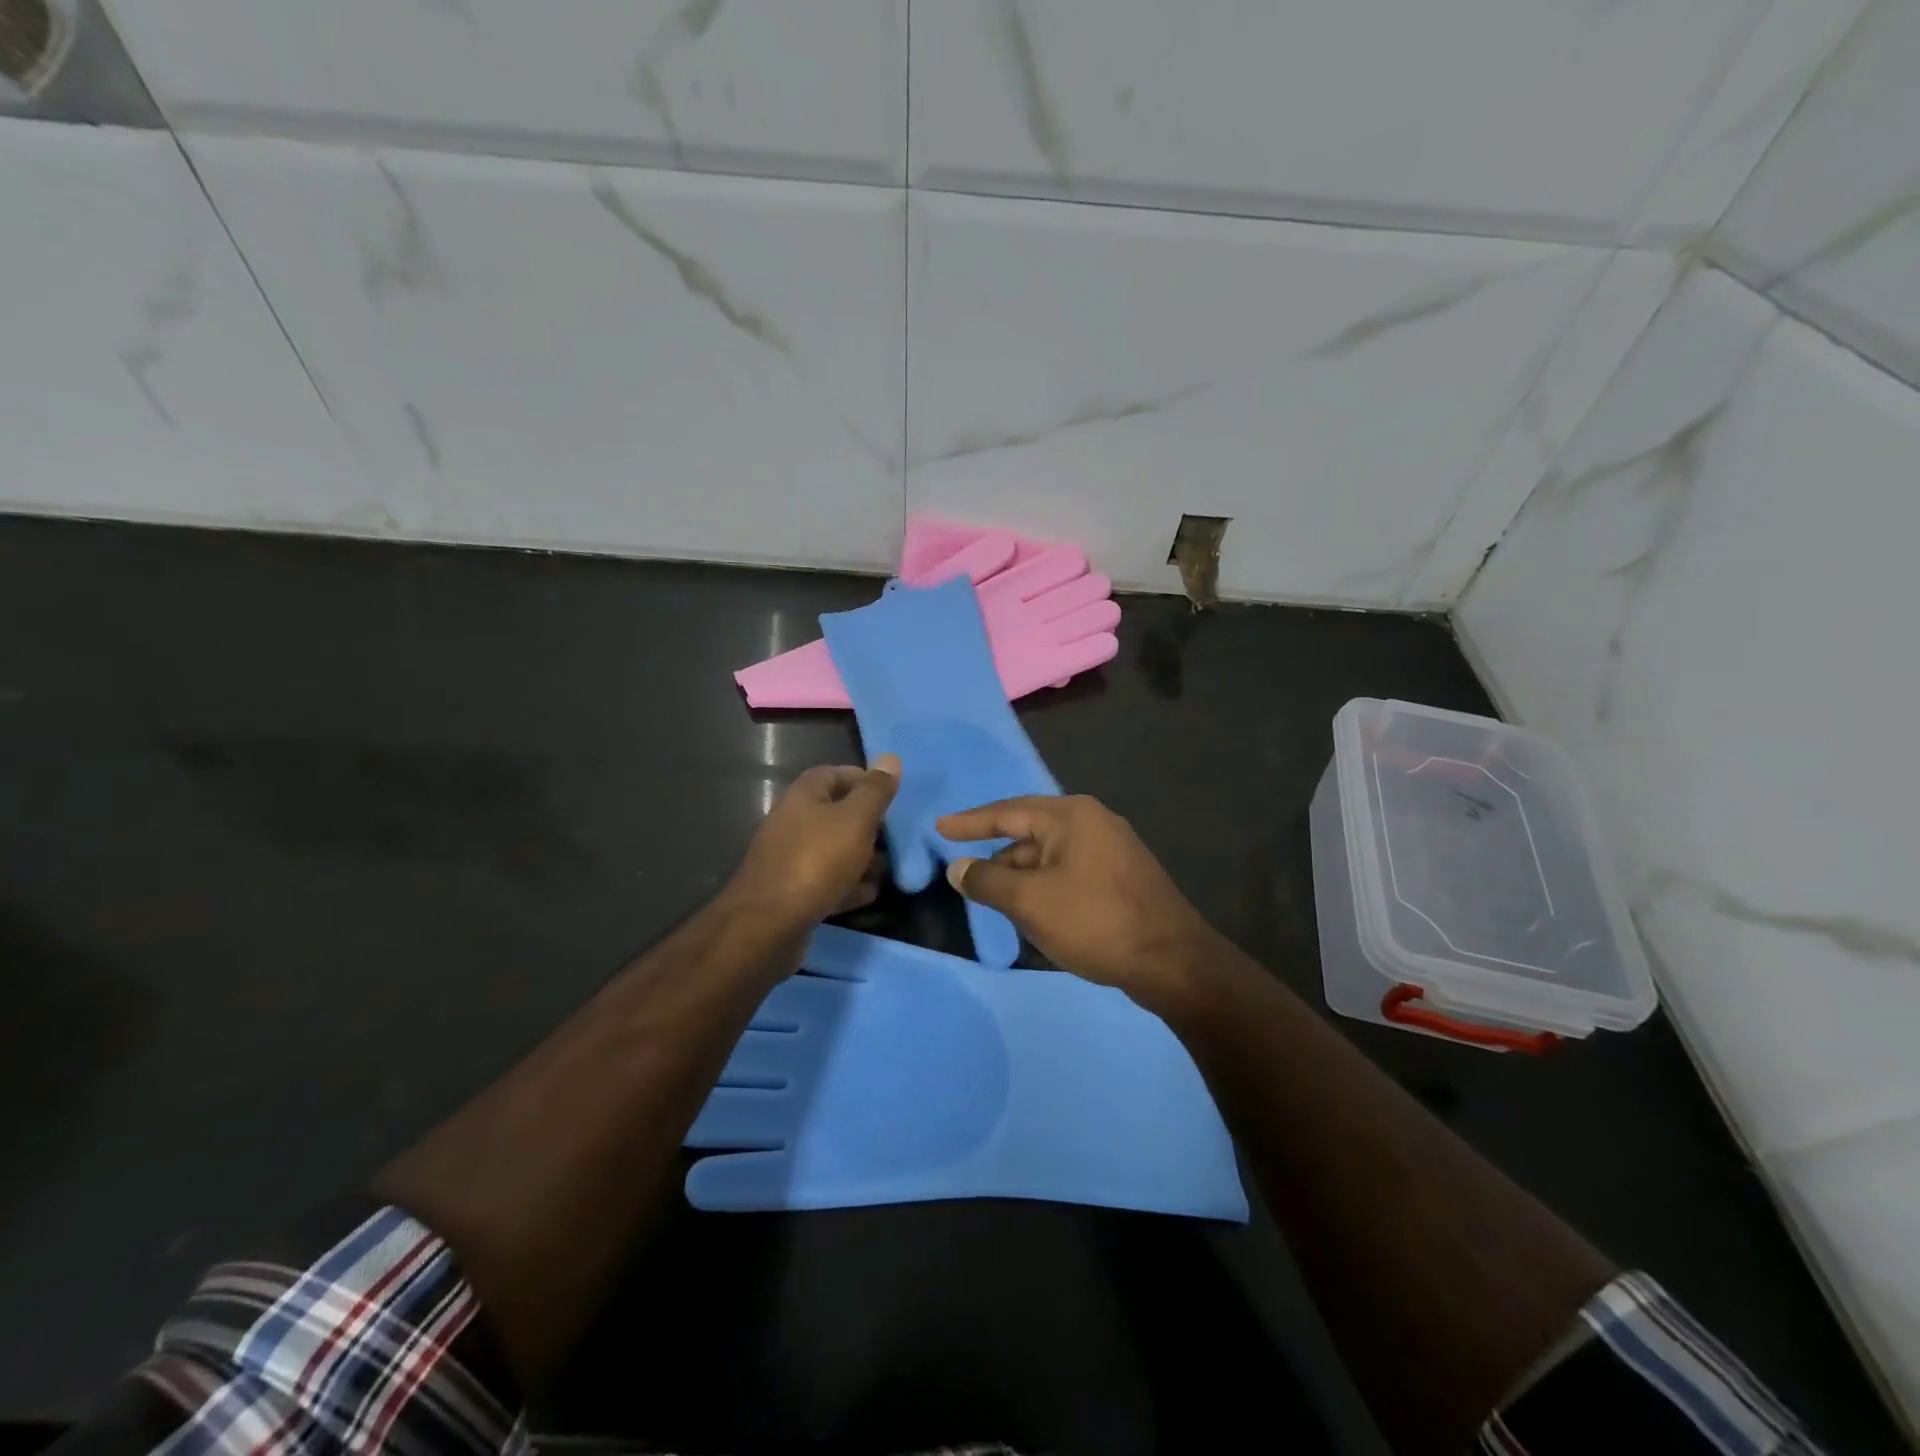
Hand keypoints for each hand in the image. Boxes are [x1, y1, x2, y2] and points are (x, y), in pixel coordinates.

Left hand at [729, 756, 899, 927]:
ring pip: (834, 850)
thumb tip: (891, 758)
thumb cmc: (816, 861)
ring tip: (888, 870)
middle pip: (837, 814)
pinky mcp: (793, 892)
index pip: (836, 773)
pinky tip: (868, 894)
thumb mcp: (855, 819)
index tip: (892, 796)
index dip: (865, 780)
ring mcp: (791, 859)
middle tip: (895, 837)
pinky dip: (848, 885)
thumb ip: (875, 791)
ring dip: (862, 859)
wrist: (768, 924)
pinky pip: (827, 881)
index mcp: (804, 796)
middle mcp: (793, 822)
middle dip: (869, 825)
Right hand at [937, 794, 1222, 1010]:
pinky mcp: (1123, 876)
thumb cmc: (1095, 921)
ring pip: (1050, 856)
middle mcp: (1093, 821)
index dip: (970, 822)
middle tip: (968, 881)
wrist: (1173, 962)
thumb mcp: (1030, 902)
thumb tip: (958, 869)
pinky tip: (1037, 913)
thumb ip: (988, 881)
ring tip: (999, 904)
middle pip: (1029, 833)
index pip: (1007, 811)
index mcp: (1071, 816)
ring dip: (1022, 877)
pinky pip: (1070, 872)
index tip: (940, 828)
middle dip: (998, 859)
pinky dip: (1046, 887)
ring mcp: (1112, 849)